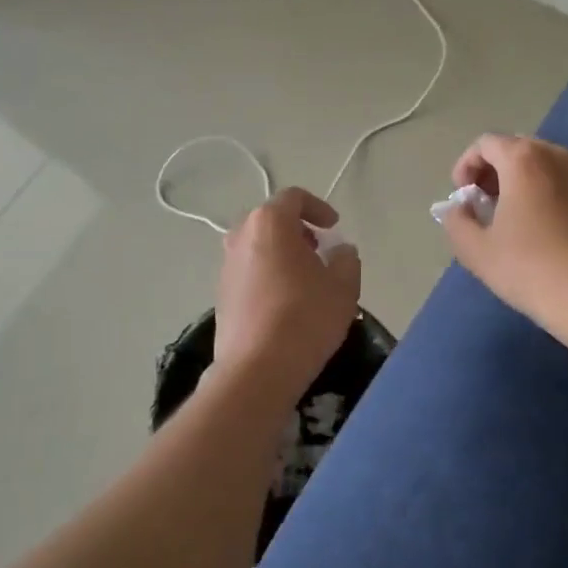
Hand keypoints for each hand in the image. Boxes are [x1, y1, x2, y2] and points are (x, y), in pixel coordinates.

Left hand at [213, 188, 361, 404]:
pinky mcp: (220, 295)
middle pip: (271, 221)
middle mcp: (240, 237)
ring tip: (306, 281)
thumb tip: (340, 251)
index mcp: (269, 223)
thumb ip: (347, 259)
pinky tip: (286, 304)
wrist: (257, 369)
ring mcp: (226, 266)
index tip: (334, 227)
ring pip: (258, 247)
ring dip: (282, 255)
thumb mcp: (343, 286)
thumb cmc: (305, 317)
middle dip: (298, 231)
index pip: (294, 198)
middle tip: (320, 252)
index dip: (318, 207)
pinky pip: (249, 273)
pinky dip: (268, 276)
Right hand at [439, 134, 567, 344]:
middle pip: (514, 149)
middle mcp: (556, 157)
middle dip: (492, 171)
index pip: (485, 144)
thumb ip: (456, 220)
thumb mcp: (475, 249)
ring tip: (507, 218)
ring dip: (517, 182)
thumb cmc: (528, 268)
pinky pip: (560, 183)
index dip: (465, 166)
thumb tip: (459, 209)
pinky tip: (538, 230)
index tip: (462, 197)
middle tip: (482, 204)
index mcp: (523, 160)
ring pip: (540, 165)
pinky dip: (542, 193)